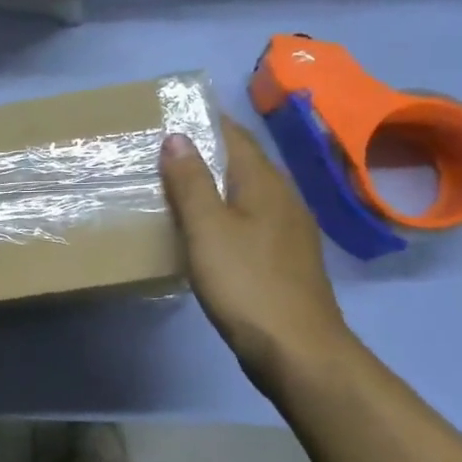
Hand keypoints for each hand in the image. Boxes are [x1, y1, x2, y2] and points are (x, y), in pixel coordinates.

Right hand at [160, 119, 355, 395]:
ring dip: (217, 183)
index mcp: (266, 184)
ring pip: (248, 193)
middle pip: (244, 163)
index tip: (174, 113)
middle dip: (209, 151)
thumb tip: (177, 136)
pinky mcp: (284, 259)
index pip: (236, 137)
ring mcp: (289, 231)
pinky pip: (251, 220)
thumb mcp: (208, 229)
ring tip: (179, 185)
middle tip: (166, 149)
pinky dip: (226, 213)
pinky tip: (208, 229)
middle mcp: (283, 199)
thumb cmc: (246, 283)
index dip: (207, 121)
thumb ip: (191, 182)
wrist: (296, 348)